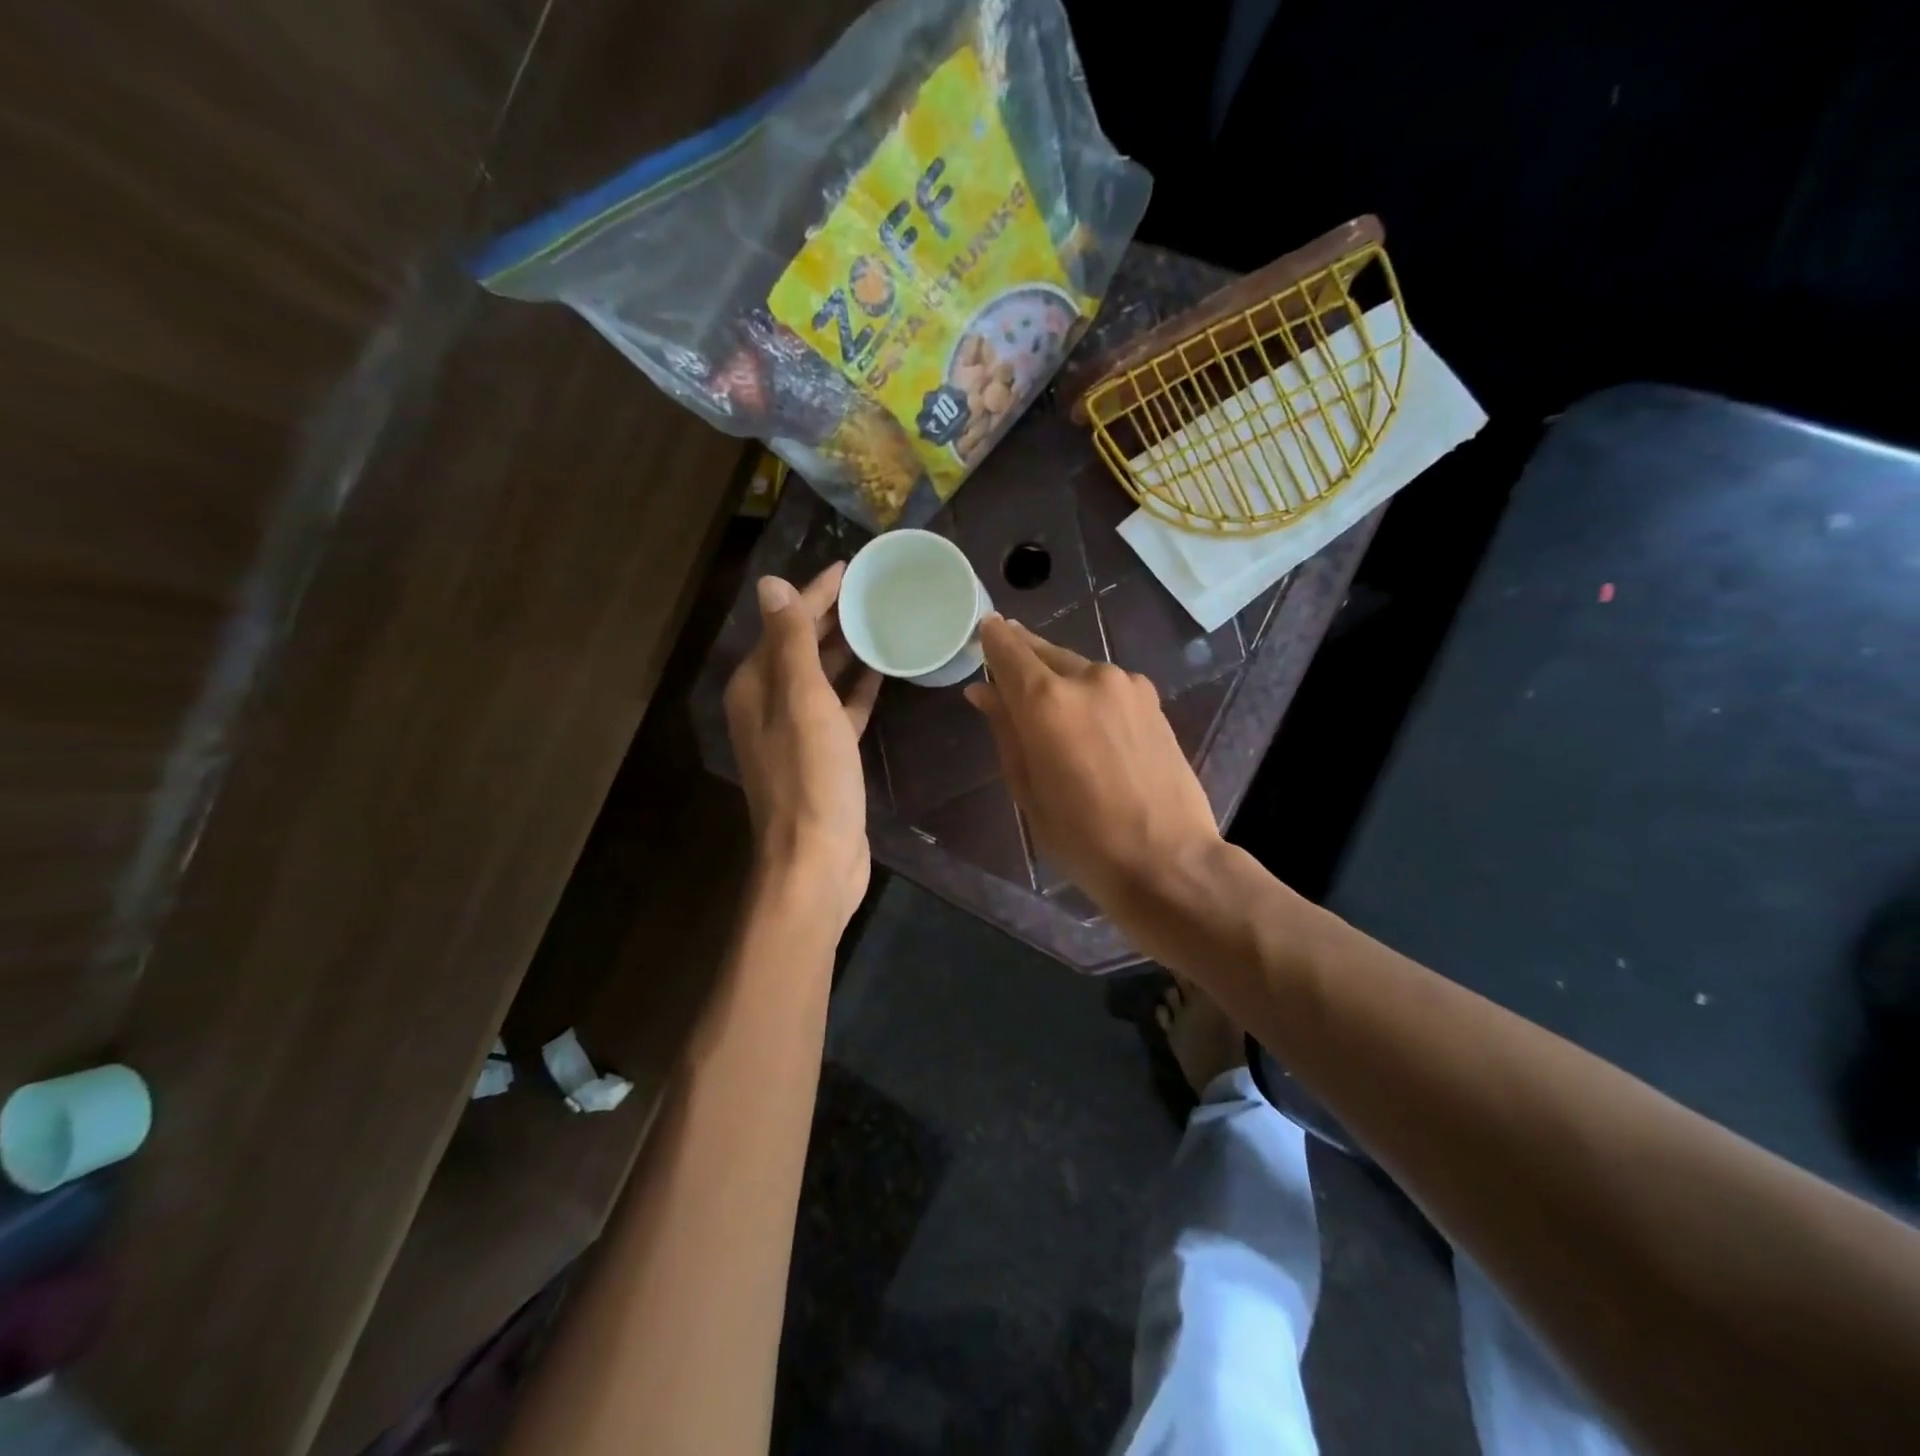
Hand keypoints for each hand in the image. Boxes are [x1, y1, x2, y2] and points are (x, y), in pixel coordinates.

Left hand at [724, 563, 881, 929]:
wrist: (816, 859)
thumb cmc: (811, 777)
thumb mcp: (803, 702)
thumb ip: (791, 643)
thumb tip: (771, 585)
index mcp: (756, 686)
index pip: (786, 624)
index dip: (817, 593)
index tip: (851, 567)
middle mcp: (769, 704)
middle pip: (801, 647)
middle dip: (833, 617)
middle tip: (874, 591)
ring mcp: (795, 732)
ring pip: (821, 678)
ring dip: (846, 651)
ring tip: (882, 622)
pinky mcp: (823, 756)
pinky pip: (839, 709)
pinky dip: (856, 690)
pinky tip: (882, 673)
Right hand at [964, 616, 1222, 917]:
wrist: (1168, 860)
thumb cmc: (1083, 839)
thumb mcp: (1028, 789)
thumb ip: (1005, 730)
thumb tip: (983, 691)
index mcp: (1047, 701)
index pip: (1008, 650)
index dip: (991, 639)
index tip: (982, 633)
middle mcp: (1088, 677)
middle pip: (1044, 651)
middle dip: (1021, 655)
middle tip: (1004, 667)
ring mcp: (1127, 685)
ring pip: (1077, 666)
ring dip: (1056, 676)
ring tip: (1046, 706)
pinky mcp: (1152, 700)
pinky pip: (1106, 684)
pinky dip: (1087, 691)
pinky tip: (1086, 720)